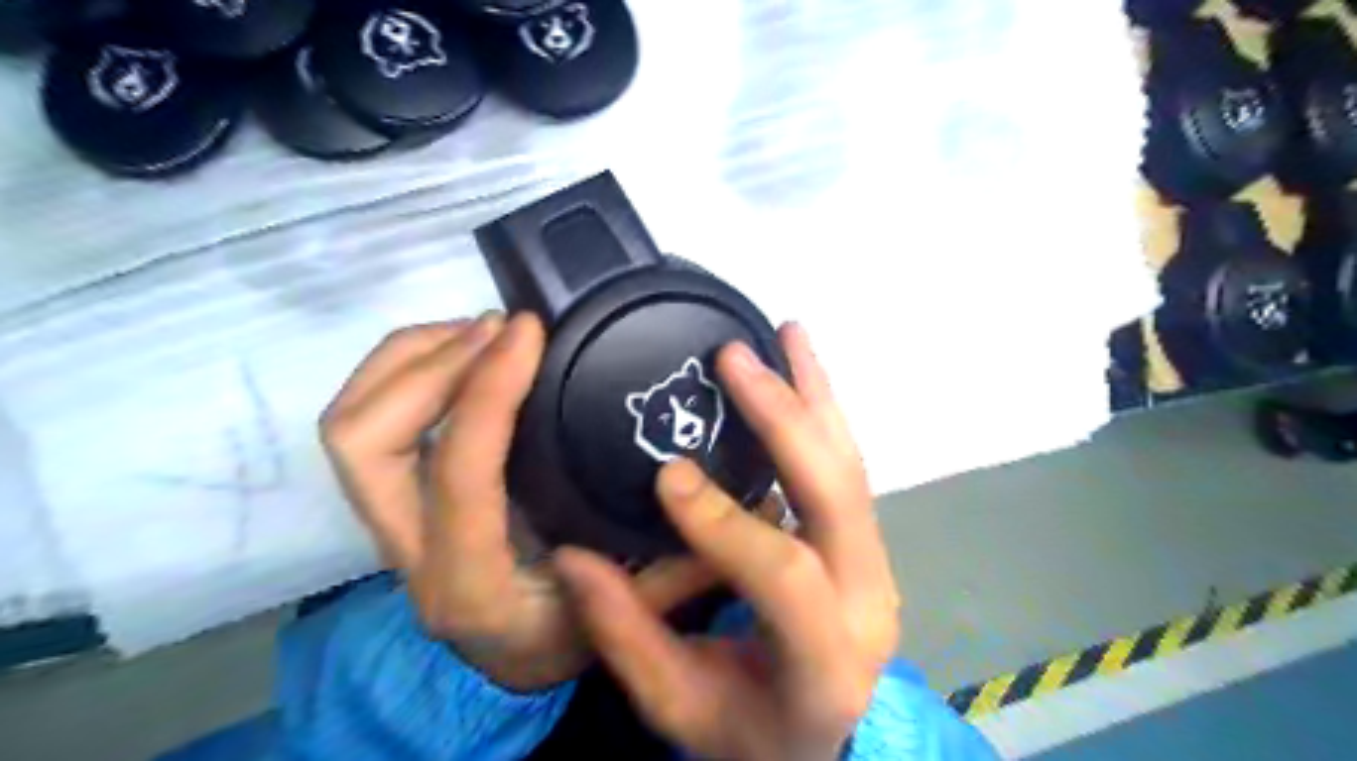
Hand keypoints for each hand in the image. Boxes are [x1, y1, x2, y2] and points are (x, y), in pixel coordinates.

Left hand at [321, 314, 713, 691]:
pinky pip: (366, 423)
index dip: (489, 390)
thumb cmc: (562, 636)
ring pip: (353, 427)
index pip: (461, 471)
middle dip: (429, 366)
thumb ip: (685, 566)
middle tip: (499, 328)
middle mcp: (412, 555)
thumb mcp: (630, 614)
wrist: (507, 659)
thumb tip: (752, 507)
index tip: (530, 332)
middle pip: (364, 441)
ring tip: (480, 330)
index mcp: (474, 582)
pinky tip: (463, 354)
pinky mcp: (394, 498)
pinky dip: (404, 370)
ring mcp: (391, 525)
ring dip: (411, 360)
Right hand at [553, 324, 897, 760]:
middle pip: (837, 496)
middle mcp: (867, 600)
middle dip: (783, 420)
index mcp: (824, 662)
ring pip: (850, 465)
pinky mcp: (865, 539)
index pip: (785, 576)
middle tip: (734, 360)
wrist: (817, 741)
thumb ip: (625, 634)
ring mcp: (875, 562)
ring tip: (788, 334)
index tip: (667, 473)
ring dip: (815, 394)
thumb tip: (572, 555)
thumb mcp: (677, 704)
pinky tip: (804, 364)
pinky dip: (823, 408)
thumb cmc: (746, 730)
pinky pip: (846, 464)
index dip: (725, 521)